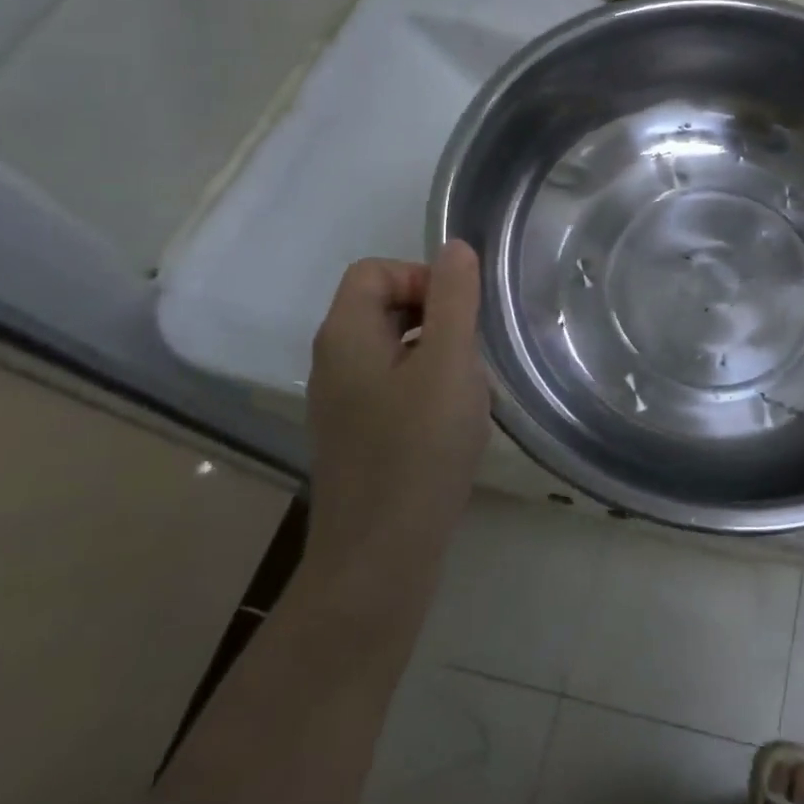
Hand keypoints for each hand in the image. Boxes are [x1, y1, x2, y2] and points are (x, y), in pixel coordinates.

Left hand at [303, 243, 489, 600]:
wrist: (381, 555)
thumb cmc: (419, 449)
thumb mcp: (450, 363)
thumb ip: (454, 299)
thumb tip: (455, 248)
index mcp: (345, 335)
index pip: (375, 271)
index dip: (421, 278)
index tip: (460, 316)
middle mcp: (333, 361)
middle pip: (383, 306)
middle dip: (435, 316)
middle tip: (470, 354)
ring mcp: (342, 402)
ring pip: (394, 348)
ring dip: (437, 354)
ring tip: (466, 390)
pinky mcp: (358, 434)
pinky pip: (394, 385)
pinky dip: (426, 387)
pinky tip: (452, 422)